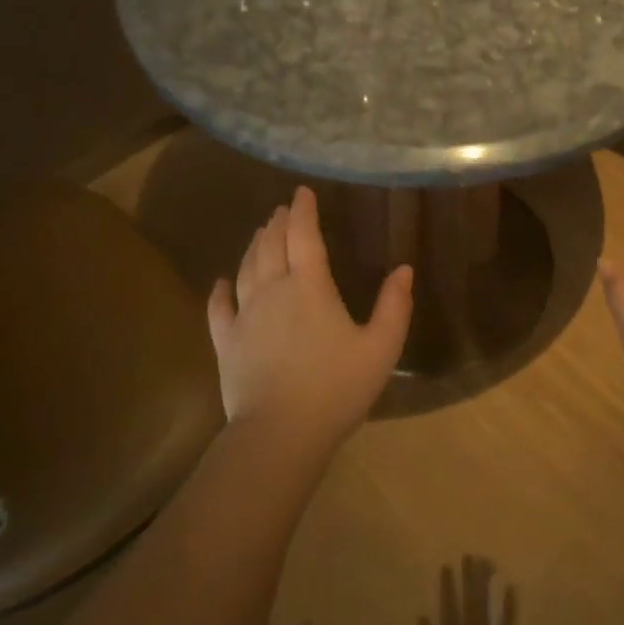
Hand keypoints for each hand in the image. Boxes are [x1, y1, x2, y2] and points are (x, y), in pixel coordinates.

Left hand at [207, 186, 412, 444]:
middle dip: (278, 223)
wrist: (281, 432)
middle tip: (282, 210)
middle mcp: (272, 291)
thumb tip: (404, 269)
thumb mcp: (381, 348)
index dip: (303, 210)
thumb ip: (394, 306)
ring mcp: (244, 315)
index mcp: (309, 287)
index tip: (303, 192)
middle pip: (271, 246)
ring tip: (261, 233)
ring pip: (245, 269)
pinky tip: (221, 281)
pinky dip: (220, 290)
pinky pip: (219, 307)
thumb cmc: (337, 388)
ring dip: (254, 246)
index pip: (304, 236)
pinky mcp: (226, 342)